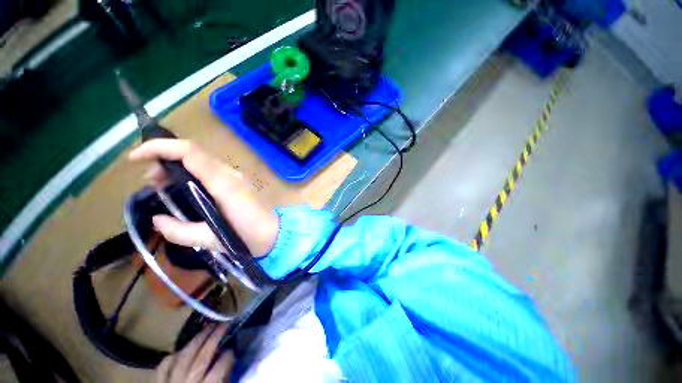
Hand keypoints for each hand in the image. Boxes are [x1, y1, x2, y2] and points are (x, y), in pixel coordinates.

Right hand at [129, 139, 279, 256]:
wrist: (276, 234)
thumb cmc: (249, 237)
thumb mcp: (212, 240)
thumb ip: (181, 231)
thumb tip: (156, 220)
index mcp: (224, 184)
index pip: (191, 152)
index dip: (160, 147)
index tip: (134, 157)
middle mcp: (230, 175)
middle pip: (194, 154)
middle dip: (164, 158)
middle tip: (150, 181)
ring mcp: (236, 177)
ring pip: (202, 161)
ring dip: (177, 166)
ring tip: (161, 185)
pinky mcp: (238, 183)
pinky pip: (211, 171)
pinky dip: (191, 173)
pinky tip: (183, 188)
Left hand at [155, 324, 233, 382]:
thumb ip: (222, 380)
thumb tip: (228, 361)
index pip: (219, 368)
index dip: (228, 355)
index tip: (233, 349)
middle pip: (202, 357)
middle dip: (214, 338)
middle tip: (224, 324)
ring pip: (183, 356)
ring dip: (196, 340)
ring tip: (207, 328)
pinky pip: (164, 365)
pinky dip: (173, 355)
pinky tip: (181, 350)